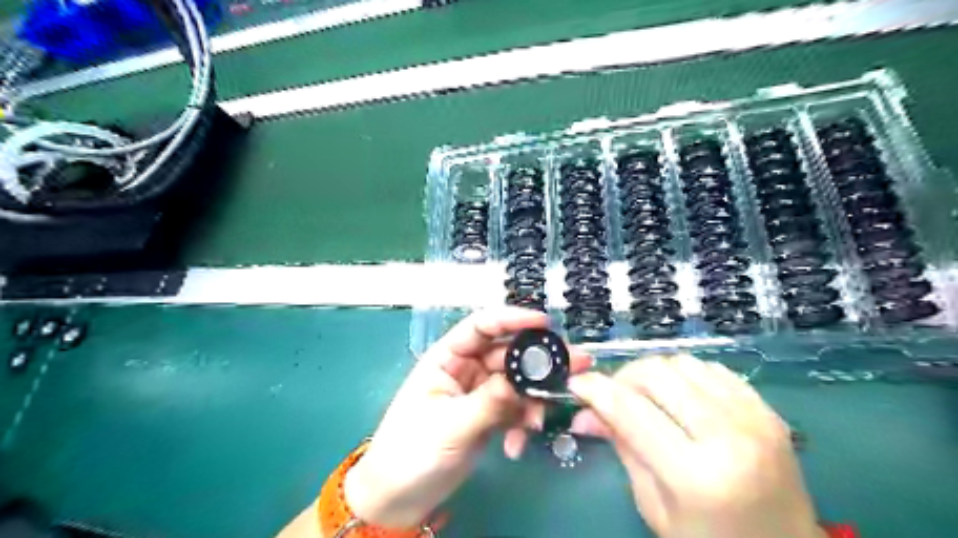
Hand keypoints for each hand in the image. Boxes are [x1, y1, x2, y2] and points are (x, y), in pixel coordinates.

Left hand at [349, 308, 592, 528]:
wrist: (400, 498)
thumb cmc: (411, 452)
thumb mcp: (450, 425)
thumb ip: (489, 402)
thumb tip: (523, 381)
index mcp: (447, 358)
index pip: (481, 327)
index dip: (512, 319)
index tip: (544, 323)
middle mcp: (466, 369)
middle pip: (507, 354)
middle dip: (537, 362)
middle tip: (574, 367)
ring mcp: (480, 393)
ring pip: (517, 382)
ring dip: (533, 399)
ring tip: (538, 422)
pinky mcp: (489, 416)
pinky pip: (516, 409)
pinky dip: (522, 423)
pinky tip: (517, 445)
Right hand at [567, 352, 822, 537]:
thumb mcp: (655, 505)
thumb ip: (622, 448)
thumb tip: (584, 412)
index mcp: (696, 475)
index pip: (631, 411)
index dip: (596, 390)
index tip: (576, 383)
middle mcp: (728, 436)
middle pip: (657, 374)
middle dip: (623, 377)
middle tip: (613, 396)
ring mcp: (754, 418)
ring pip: (682, 362)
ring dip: (654, 373)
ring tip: (646, 397)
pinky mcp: (767, 409)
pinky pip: (711, 368)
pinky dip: (684, 375)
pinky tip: (680, 396)